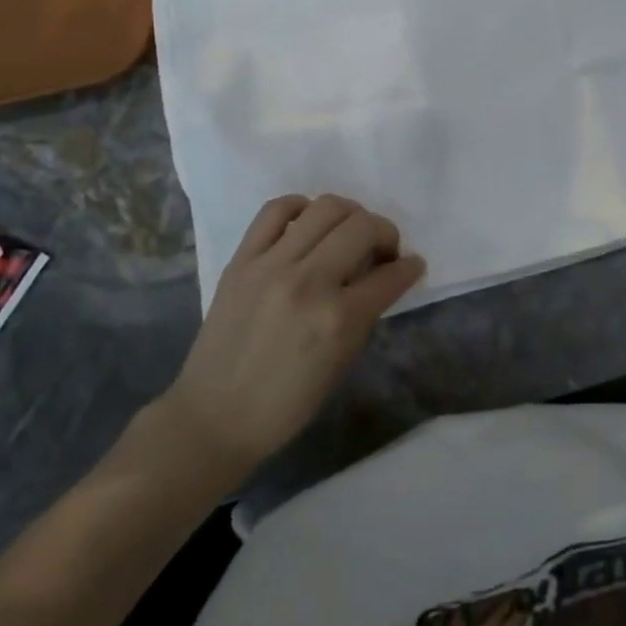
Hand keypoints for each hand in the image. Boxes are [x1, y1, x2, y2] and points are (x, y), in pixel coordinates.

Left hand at [157, 194, 423, 488]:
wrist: (213, 418)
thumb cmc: (286, 403)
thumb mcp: (341, 362)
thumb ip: (365, 313)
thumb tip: (384, 275)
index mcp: (338, 319)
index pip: (390, 275)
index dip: (410, 267)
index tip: (412, 264)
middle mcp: (308, 282)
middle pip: (363, 227)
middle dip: (385, 232)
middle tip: (382, 249)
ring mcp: (271, 266)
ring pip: (326, 208)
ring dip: (350, 214)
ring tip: (348, 232)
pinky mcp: (241, 261)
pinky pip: (275, 210)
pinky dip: (299, 207)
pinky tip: (307, 221)